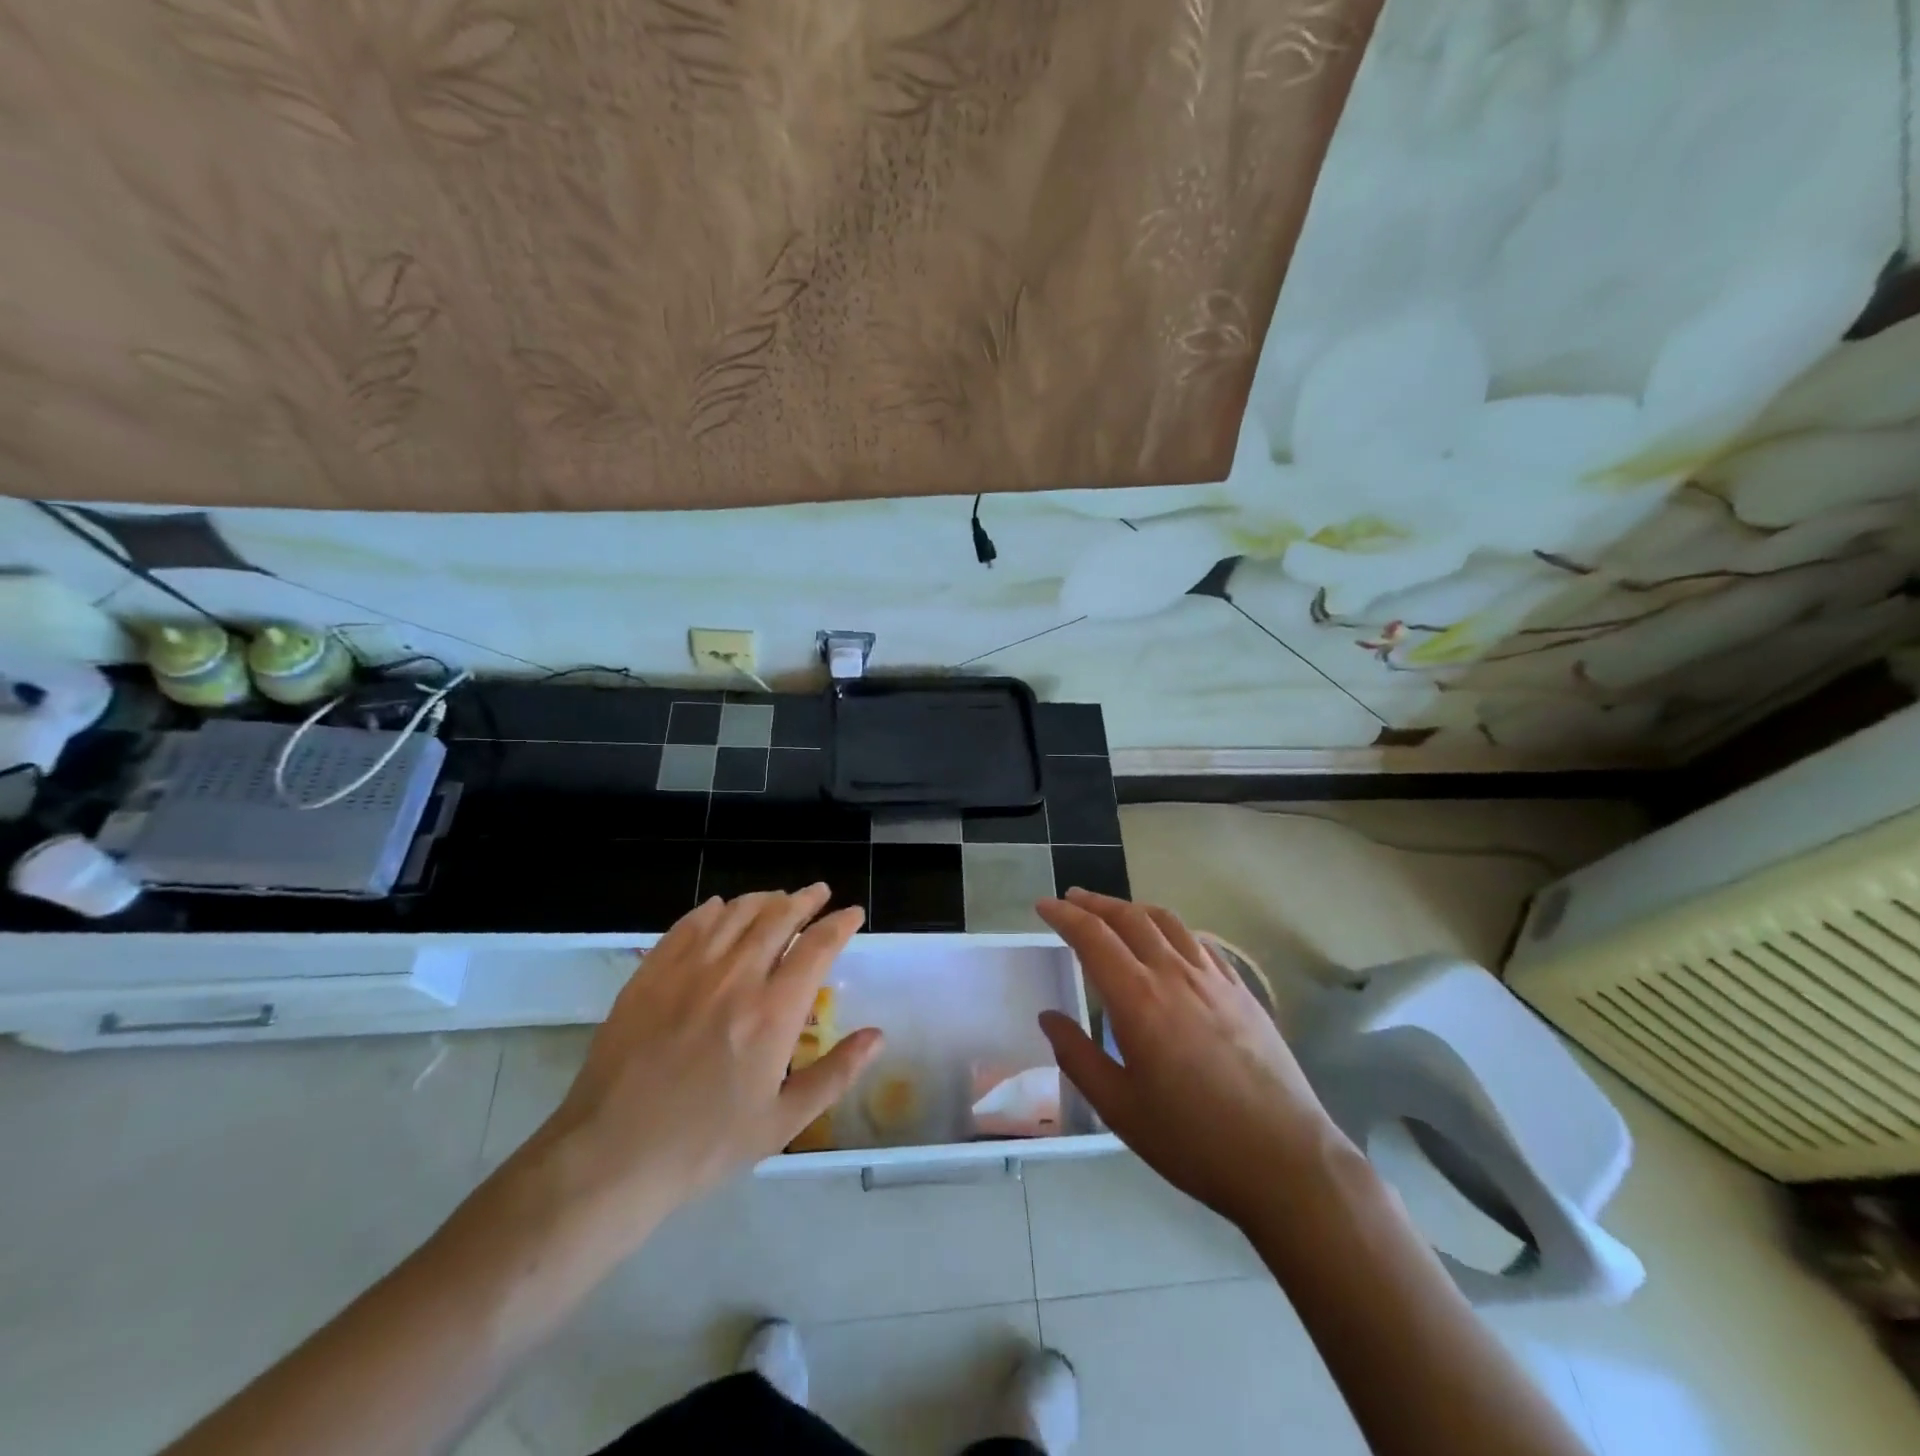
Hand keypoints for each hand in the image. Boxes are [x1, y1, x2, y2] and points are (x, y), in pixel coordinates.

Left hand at [519, 887, 881, 1247]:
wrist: (611, 1157)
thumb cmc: (704, 1145)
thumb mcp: (782, 1123)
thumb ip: (836, 1073)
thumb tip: (878, 1036)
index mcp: (773, 1012)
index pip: (817, 947)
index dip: (839, 924)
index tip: (852, 913)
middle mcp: (735, 977)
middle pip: (777, 917)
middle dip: (805, 900)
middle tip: (818, 893)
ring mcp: (688, 971)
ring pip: (735, 914)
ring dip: (763, 899)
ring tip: (777, 899)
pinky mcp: (650, 974)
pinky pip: (688, 925)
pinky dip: (712, 910)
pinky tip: (720, 909)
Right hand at [1036, 888, 1349, 1228]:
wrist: (1286, 1160)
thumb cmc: (1193, 1140)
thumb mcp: (1119, 1108)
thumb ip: (1077, 1057)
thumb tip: (1049, 1016)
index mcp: (1138, 999)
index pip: (1092, 937)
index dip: (1064, 915)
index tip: (1044, 905)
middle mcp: (1174, 974)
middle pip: (1129, 918)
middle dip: (1095, 903)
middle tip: (1072, 899)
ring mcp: (1213, 979)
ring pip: (1167, 922)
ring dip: (1133, 909)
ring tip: (1115, 912)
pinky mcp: (1242, 991)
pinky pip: (1199, 942)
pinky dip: (1171, 929)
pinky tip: (1169, 942)